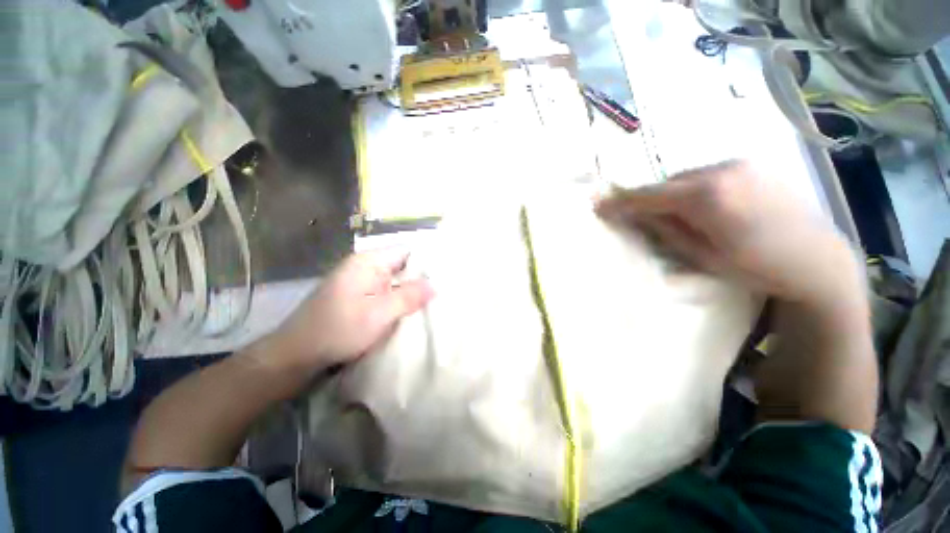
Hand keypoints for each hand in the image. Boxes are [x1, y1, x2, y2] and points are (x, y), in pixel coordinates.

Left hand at [269, 251, 433, 371]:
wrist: (296, 355)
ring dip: (410, 290)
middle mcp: (364, 266)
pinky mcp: (357, 295)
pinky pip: (385, 290)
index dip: (427, 261)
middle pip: (401, 265)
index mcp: (368, 262)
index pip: (406, 251)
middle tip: (444, 290)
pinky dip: (398, 298)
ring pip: (394, 279)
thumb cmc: (338, 330)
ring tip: (433, 299)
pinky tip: (411, 308)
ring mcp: (360, 281)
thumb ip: (409, 296)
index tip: (445, 275)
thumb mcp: (379, 314)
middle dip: (421, 278)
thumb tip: (436, 285)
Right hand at [595, 160, 863, 307]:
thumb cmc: (757, 266)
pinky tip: (703, 207)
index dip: (621, 201)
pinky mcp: (751, 165)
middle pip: (666, 183)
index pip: (649, 194)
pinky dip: (693, 189)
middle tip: (637, 217)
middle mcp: (721, 170)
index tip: (598, 205)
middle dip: (648, 200)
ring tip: (676, 216)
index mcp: (707, 196)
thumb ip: (665, 230)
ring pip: (685, 177)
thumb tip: (635, 215)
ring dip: (672, 195)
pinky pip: (706, 174)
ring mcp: (739, 164)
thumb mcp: (701, 255)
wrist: (817, 259)